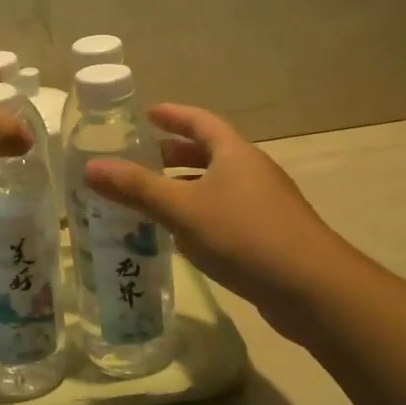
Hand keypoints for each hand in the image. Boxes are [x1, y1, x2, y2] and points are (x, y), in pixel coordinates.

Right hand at [83, 104, 350, 328]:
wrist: (314, 290)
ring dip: (185, 186)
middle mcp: (251, 171)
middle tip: (141, 158)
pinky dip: (199, 214)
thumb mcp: (183, 209)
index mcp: (234, 154)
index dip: (173, 115)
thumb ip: (137, 189)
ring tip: (152, 197)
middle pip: (209, 152)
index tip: (147, 114)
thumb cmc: (245, 235)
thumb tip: (91, 167)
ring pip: (216, 185)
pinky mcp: (269, 236)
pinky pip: (225, 213)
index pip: (200, 121)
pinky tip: (181, 236)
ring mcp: (264, 204)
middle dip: (174, 153)